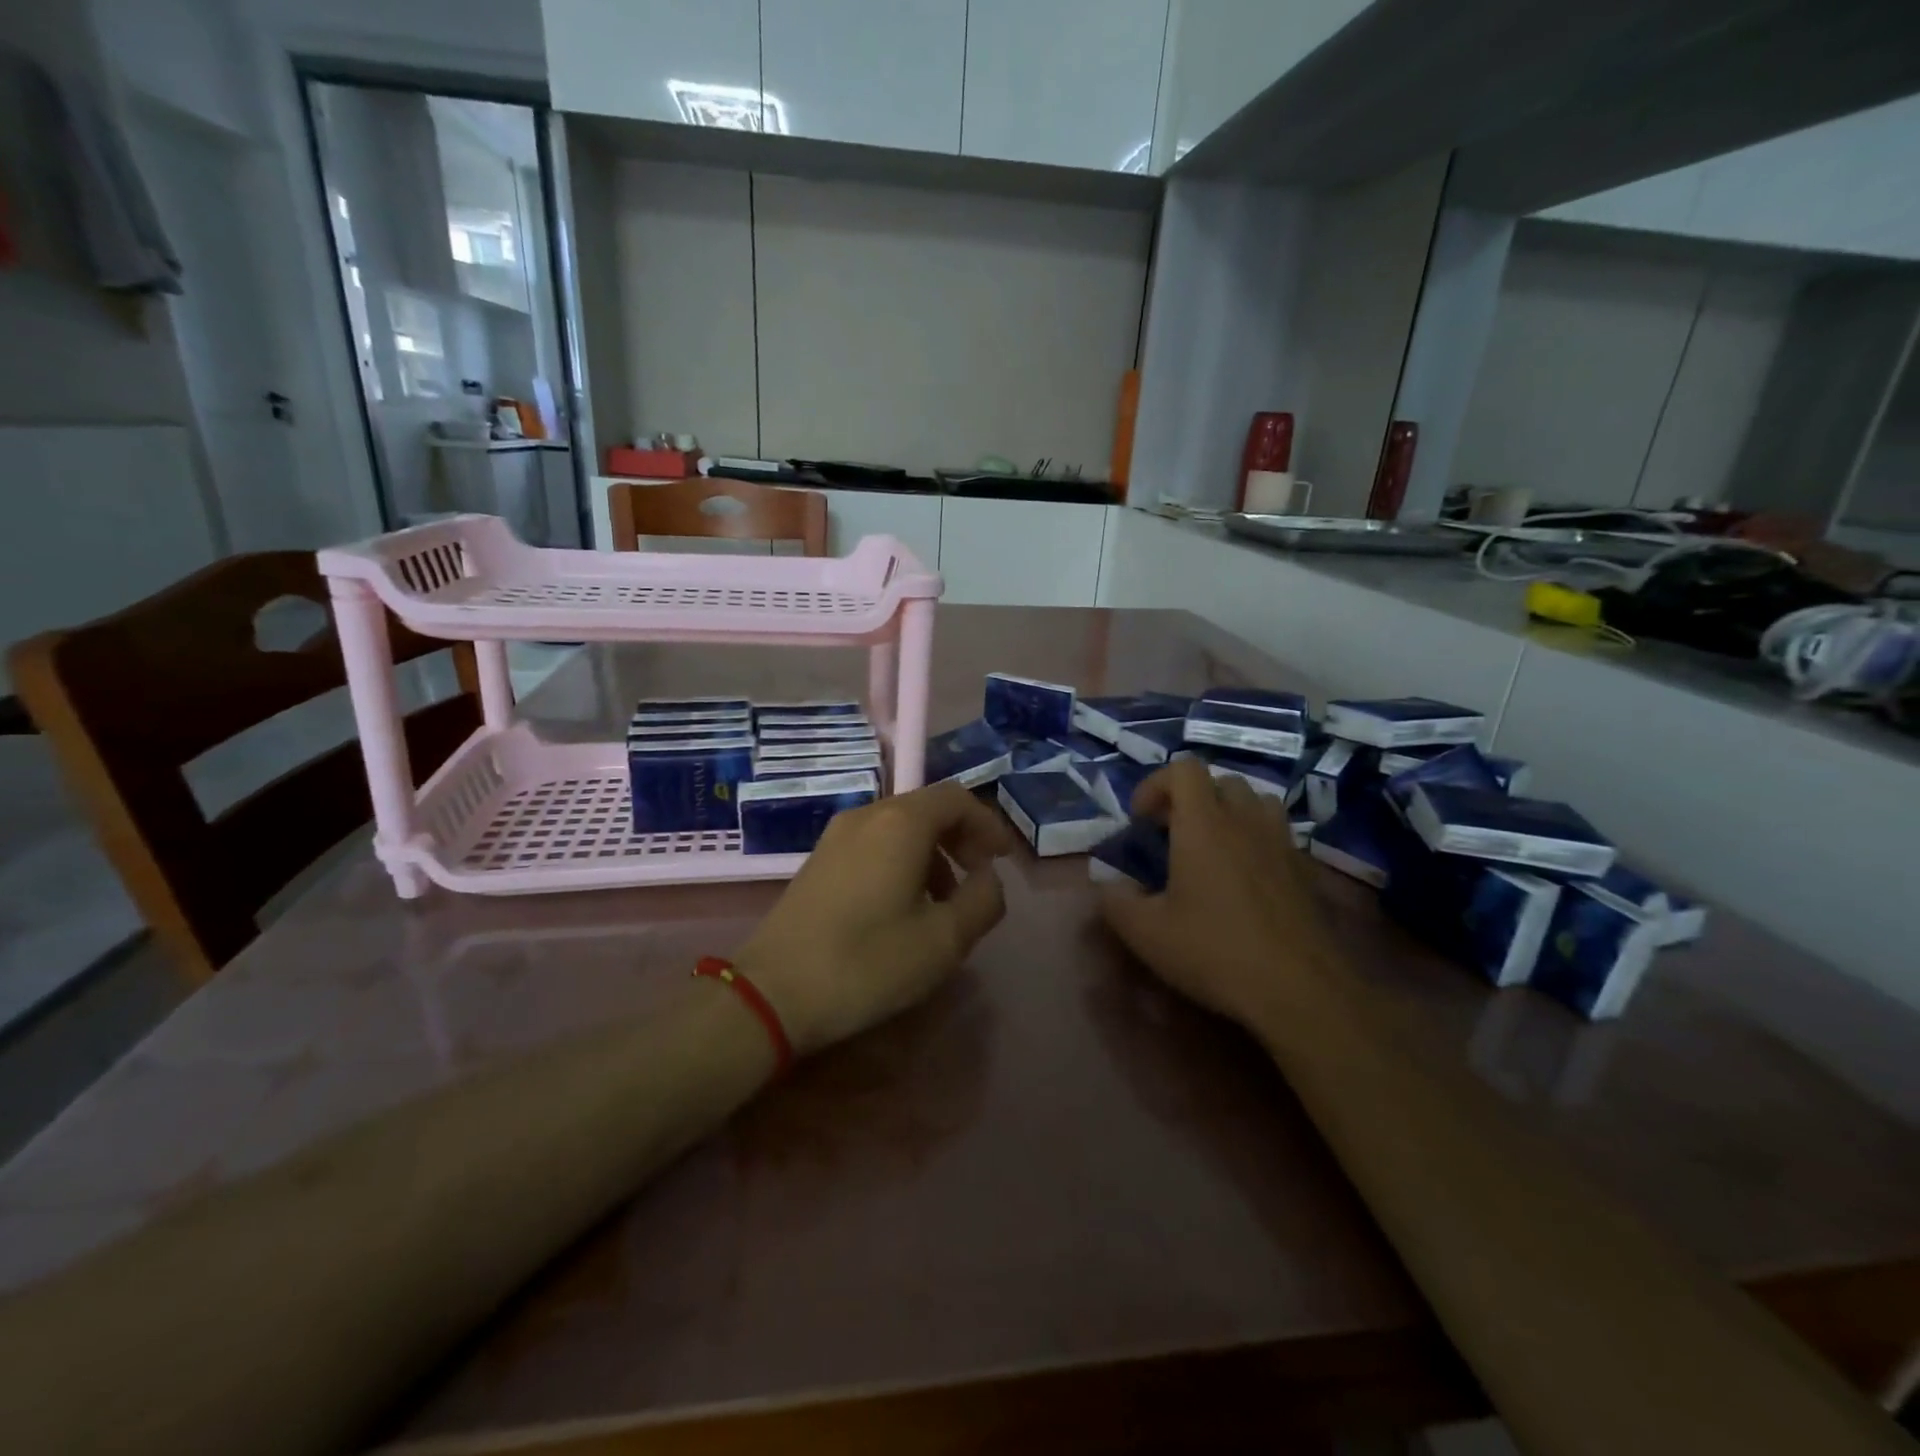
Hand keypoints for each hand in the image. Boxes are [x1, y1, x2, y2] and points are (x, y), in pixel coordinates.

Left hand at [735, 782, 1017, 1056]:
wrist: (772, 992)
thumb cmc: (867, 962)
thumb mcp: (944, 940)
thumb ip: (983, 901)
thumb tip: (989, 879)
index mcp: (901, 823)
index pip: (956, 798)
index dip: (987, 824)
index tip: (1002, 860)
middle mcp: (867, 816)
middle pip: (927, 807)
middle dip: (961, 838)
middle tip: (977, 878)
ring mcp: (836, 836)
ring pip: (899, 827)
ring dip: (932, 853)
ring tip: (943, 902)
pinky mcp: (818, 860)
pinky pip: (874, 843)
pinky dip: (902, 860)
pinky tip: (902, 907)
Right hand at [1097, 758, 1340, 1030]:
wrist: (1300, 990)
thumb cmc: (1215, 951)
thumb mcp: (1146, 933)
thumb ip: (1116, 901)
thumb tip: (1107, 885)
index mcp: (1204, 824)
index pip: (1184, 768)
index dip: (1156, 785)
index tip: (1142, 821)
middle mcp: (1245, 820)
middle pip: (1220, 781)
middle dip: (1192, 798)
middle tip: (1173, 834)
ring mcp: (1281, 842)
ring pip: (1255, 801)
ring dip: (1229, 812)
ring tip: (1212, 848)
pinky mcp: (1305, 869)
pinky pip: (1277, 833)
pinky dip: (1256, 840)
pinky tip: (1245, 880)